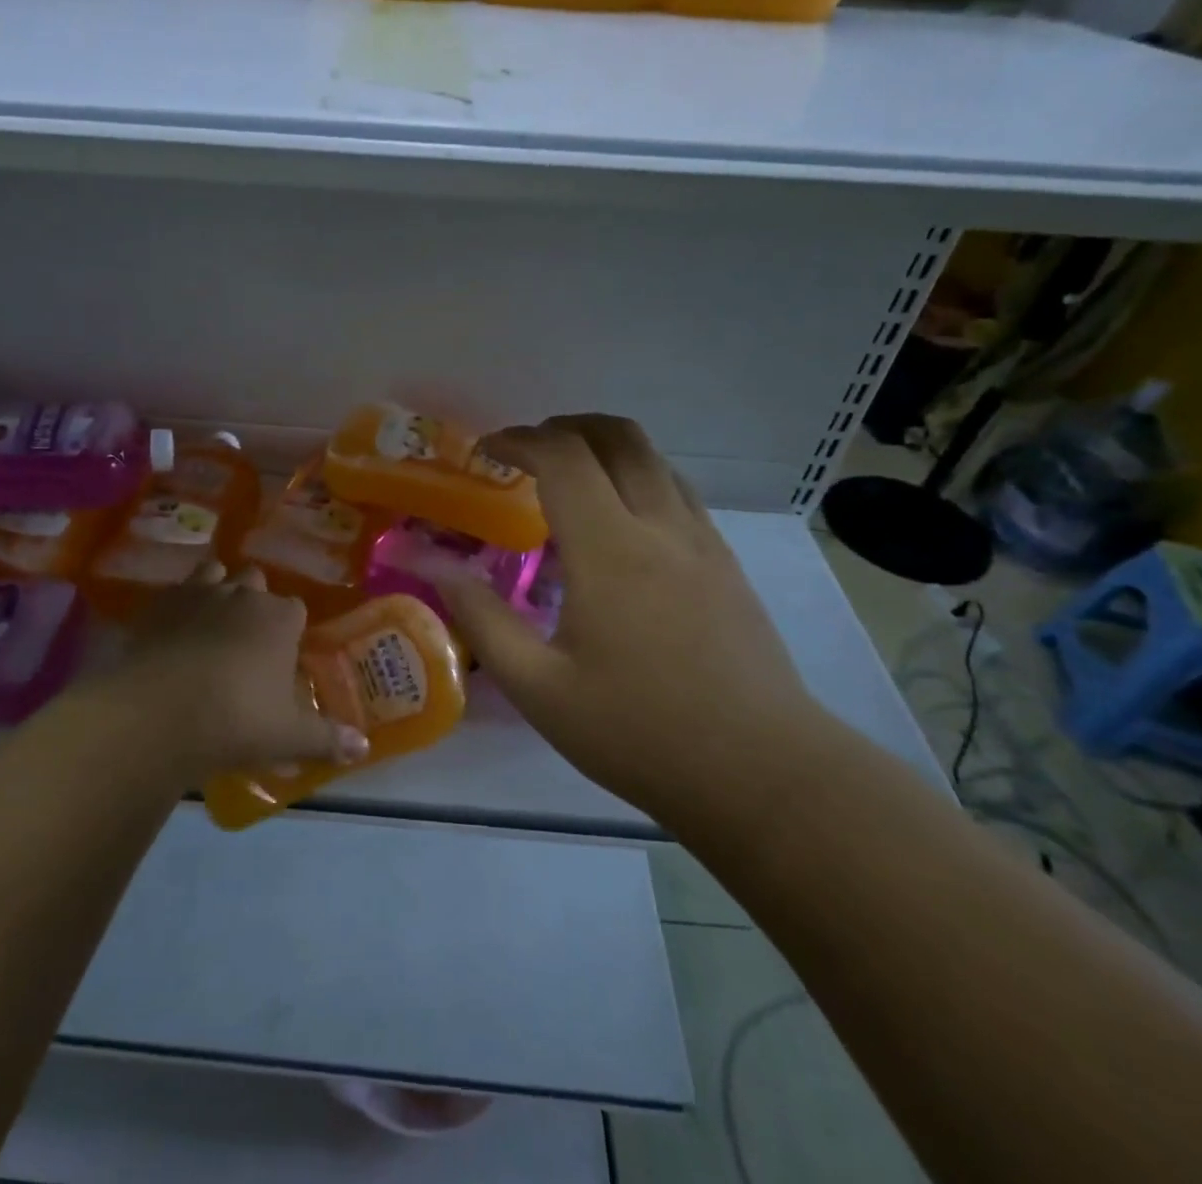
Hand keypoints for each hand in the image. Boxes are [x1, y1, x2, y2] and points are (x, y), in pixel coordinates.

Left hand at [107, 563, 369, 781]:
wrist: (158, 712)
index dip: (291, 629)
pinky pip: (175, 591)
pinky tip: (173, 632)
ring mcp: (198, 593)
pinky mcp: (159, 604)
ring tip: (211, 624)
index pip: (295, 609)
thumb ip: (327, 739)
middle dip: (255, 601)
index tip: (284, 655)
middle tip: (248, 640)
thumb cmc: (237, 720)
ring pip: (215, 573)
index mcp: (280, 619)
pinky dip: (179, 605)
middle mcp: (243, 595)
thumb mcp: (289, 737)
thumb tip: (363, 748)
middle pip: (256, 581)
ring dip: (217, 590)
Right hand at [436, 415, 830, 839]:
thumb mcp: (540, 688)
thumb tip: (437, 569)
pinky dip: (636, 477)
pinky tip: (618, 523)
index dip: (519, 440)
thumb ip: (483, 619)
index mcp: (610, 549)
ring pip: (654, 458)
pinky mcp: (727, 563)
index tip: (487, 452)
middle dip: (564, 427)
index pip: (563, 456)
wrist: (763, 774)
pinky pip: (677, 490)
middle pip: (617, 436)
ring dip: (604, 448)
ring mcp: (703, 541)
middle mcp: (661, 526)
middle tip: (526, 452)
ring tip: (567, 480)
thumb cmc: (640, 732)